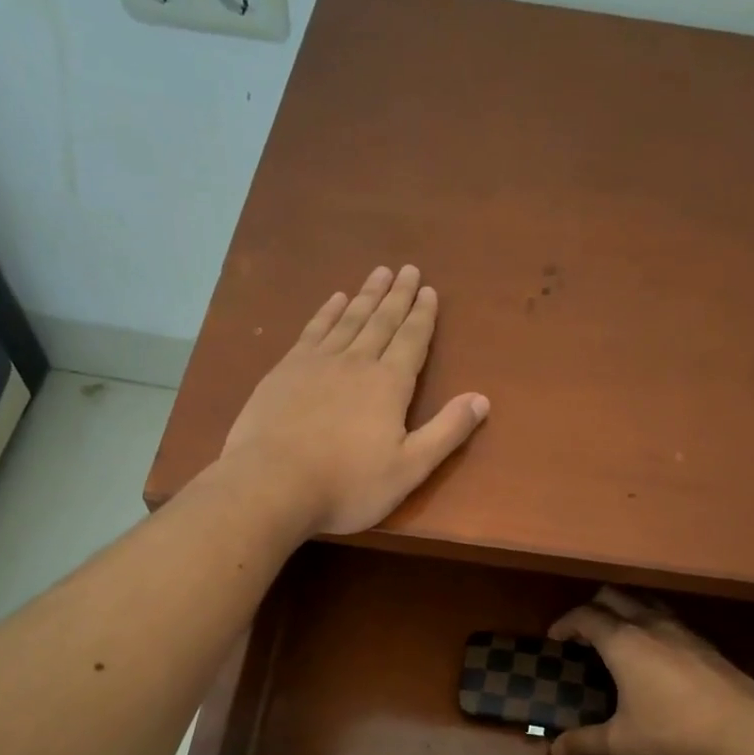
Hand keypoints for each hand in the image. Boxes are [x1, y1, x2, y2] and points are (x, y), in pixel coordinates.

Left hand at [221, 265, 489, 536]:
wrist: (272, 484)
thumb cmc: (347, 485)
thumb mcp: (409, 468)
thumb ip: (446, 432)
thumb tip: (482, 399)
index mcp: (389, 385)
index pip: (412, 340)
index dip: (423, 315)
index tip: (429, 290)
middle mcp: (356, 362)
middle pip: (381, 321)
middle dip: (398, 295)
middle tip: (408, 269)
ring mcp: (316, 362)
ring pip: (348, 319)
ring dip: (366, 295)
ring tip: (378, 273)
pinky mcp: (285, 370)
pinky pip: (314, 330)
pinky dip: (327, 312)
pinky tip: (334, 300)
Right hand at [547, 587, 753, 754]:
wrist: (747, 731)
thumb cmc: (675, 731)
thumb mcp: (623, 741)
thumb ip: (586, 742)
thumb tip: (555, 750)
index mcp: (623, 642)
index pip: (585, 616)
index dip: (565, 623)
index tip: (554, 637)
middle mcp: (650, 625)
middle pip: (614, 597)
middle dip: (593, 608)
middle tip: (582, 632)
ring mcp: (682, 630)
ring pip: (645, 602)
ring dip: (624, 610)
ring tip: (616, 635)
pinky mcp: (705, 643)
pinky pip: (667, 618)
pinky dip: (650, 624)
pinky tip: (655, 652)